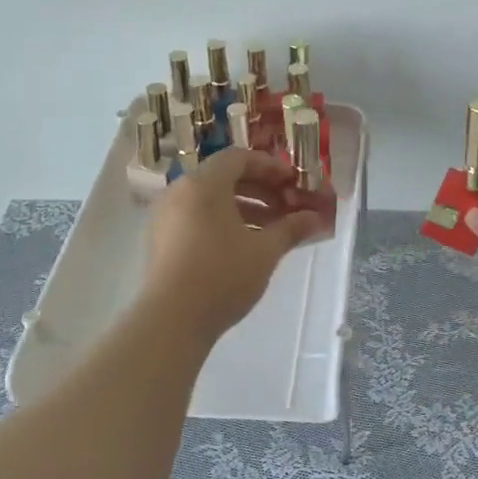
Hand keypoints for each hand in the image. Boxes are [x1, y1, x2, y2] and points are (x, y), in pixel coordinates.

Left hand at [143, 149, 327, 340]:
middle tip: (287, 206)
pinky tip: (245, 246)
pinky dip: (223, 222)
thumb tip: (316, 218)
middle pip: (223, 177)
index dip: (270, 167)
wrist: (172, 320)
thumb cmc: (223, 275)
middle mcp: (180, 192)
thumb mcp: (265, 251)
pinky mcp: (161, 240)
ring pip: (210, 200)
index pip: (239, 158)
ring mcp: (166, 217)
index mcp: (204, 184)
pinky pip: (197, 218)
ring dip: (244, 208)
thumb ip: (291, 228)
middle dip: (260, 189)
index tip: (294, 183)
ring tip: (271, 230)